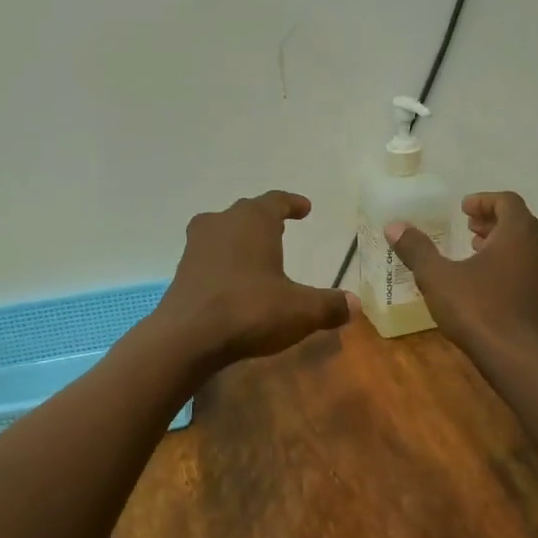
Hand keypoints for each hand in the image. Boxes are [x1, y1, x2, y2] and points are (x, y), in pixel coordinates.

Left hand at [155, 191, 352, 371]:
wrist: (188, 336)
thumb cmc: (249, 310)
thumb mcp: (300, 310)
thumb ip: (329, 305)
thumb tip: (355, 305)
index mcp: (253, 220)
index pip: (276, 201)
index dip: (292, 204)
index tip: (305, 208)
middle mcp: (222, 222)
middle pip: (247, 212)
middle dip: (265, 218)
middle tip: (282, 227)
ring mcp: (197, 245)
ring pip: (223, 231)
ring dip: (240, 238)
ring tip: (257, 252)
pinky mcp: (182, 270)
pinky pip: (209, 256)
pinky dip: (224, 261)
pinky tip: (233, 280)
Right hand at [386, 192, 537, 360]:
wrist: (520, 358)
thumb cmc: (478, 309)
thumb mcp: (437, 277)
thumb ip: (417, 249)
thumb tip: (394, 226)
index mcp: (519, 232)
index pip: (507, 201)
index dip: (484, 200)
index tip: (463, 208)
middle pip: (520, 223)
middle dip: (493, 223)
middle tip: (469, 230)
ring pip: (530, 248)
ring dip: (505, 245)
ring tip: (478, 254)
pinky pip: (534, 271)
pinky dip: (515, 267)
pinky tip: (492, 285)